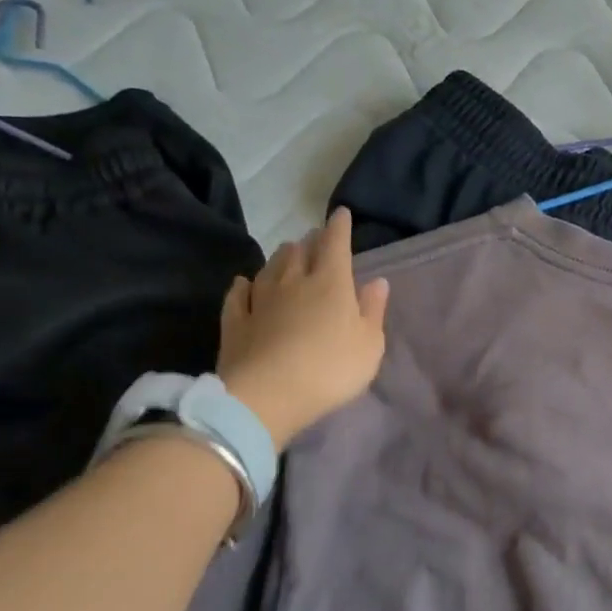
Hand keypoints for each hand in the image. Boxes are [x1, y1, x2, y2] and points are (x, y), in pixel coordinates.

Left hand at [216, 208, 390, 448]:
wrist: (265, 397)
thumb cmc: (330, 369)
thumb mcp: (369, 345)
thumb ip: (373, 310)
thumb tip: (377, 281)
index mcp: (331, 283)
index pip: (336, 244)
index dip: (340, 227)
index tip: (341, 213)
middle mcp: (294, 282)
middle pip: (300, 251)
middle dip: (310, 241)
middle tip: (315, 238)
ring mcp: (260, 300)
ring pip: (270, 267)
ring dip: (281, 257)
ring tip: (287, 253)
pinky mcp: (235, 322)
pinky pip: (237, 295)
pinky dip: (243, 286)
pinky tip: (243, 282)